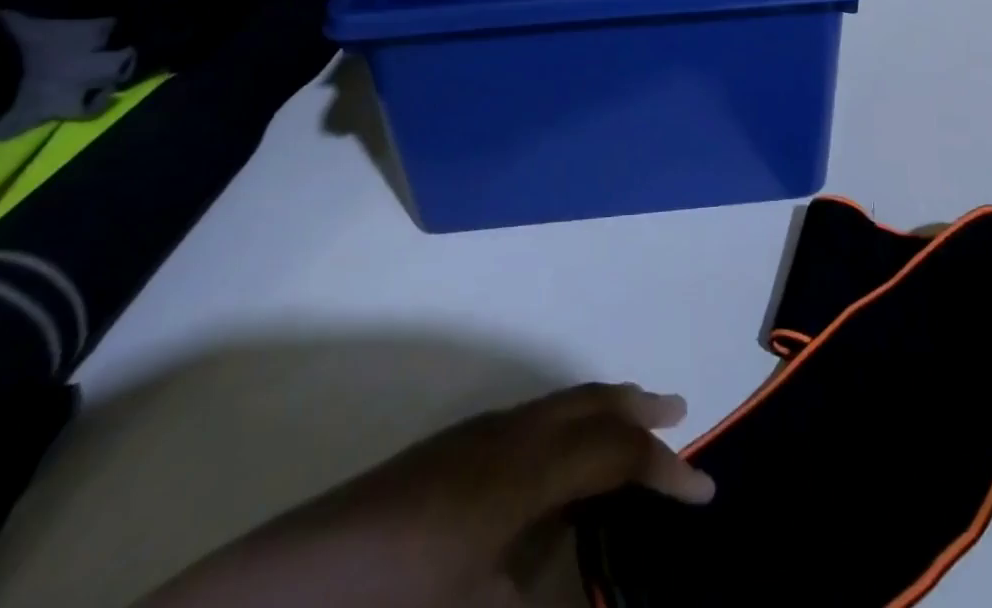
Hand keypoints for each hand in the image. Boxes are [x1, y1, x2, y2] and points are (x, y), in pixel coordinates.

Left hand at [139, 383, 712, 607]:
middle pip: (587, 404)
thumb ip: (549, 606)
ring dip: (599, 408)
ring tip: (631, 417)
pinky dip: (563, 420)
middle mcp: (505, 436)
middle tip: (679, 410)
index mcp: (522, 472)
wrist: (285, 588)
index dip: (663, 470)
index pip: (612, 454)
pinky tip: (559, 454)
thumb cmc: (391, 606)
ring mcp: (472, 437)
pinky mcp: (447, 449)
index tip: (706, 490)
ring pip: (556, 403)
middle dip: (636, 408)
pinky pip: (529, 417)